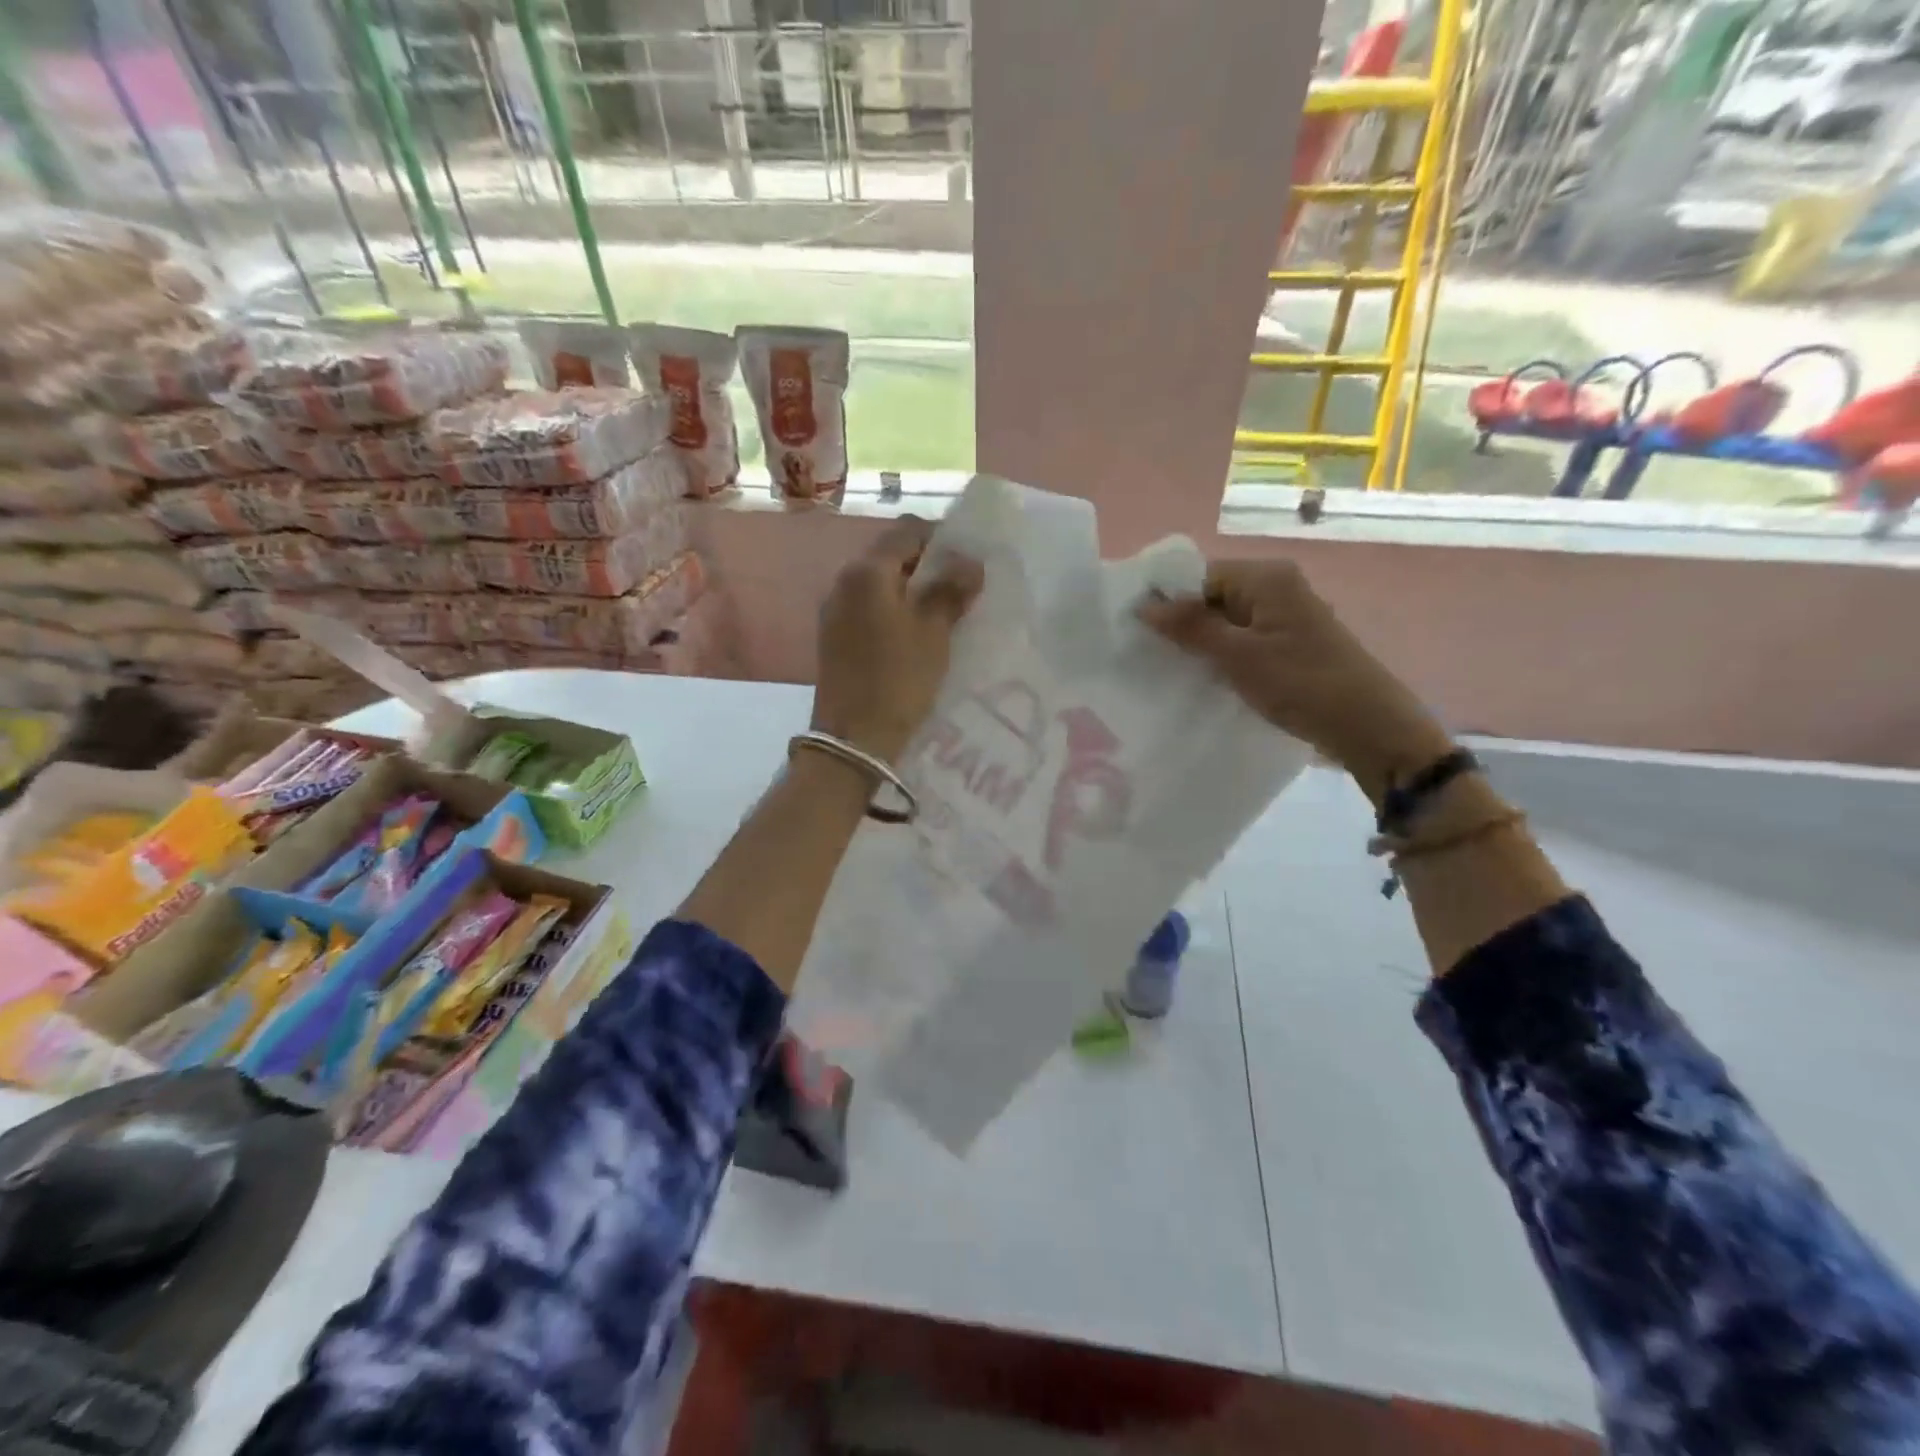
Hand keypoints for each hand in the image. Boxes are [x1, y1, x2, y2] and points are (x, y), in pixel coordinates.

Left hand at [812, 516, 983, 762]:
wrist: (853, 739)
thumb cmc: (898, 679)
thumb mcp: (933, 632)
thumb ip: (950, 590)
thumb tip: (970, 562)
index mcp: (867, 572)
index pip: (908, 531)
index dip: (942, 539)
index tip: (969, 562)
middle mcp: (844, 582)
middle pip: (892, 556)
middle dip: (929, 566)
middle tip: (962, 589)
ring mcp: (835, 611)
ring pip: (882, 585)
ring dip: (912, 591)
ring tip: (944, 614)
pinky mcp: (835, 638)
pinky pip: (871, 610)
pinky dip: (895, 612)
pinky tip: (917, 636)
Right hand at [1140, 558, 1452, 800]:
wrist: (1369, 727)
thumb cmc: (1302, 684)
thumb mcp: (1239, 656)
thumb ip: (1191, 627)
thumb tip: (1144, 605)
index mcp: (1266, 578)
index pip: (1199, 576)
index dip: (1168, 600)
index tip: (1135, 631)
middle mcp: (1276, 587)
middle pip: (1211, 595)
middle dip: (1182, 622)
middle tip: (1146, 653)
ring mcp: (1285, 615)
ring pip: (1225, 620)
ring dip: (1200, 641)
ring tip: (1169, 667)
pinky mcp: (1289, 642)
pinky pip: (1242, 638)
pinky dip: (1222, 653)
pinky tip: (1203, 676)